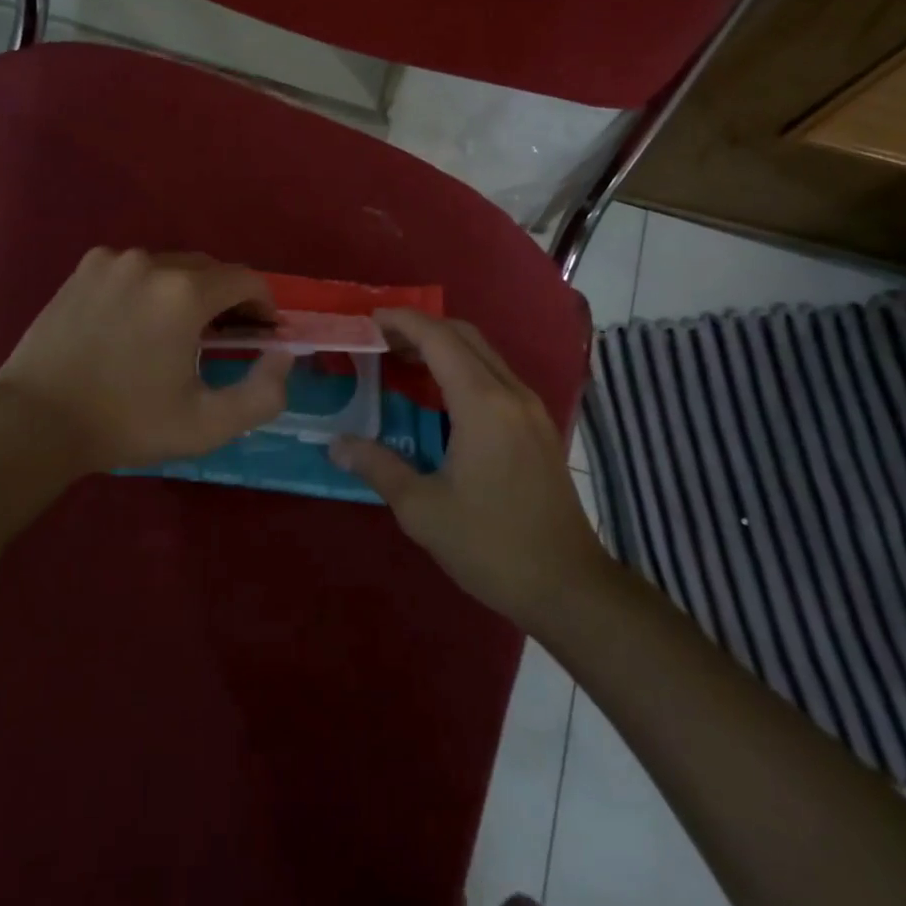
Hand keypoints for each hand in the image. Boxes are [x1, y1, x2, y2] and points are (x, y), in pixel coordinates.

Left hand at [0, 247, 292, 473]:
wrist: (35, 420)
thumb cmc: (126, 423)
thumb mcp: (207, 424)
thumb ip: (263, 392)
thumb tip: (283, 355)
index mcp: (185, 293)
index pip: (247, 279)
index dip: (263, 305)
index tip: (261, 333)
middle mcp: (152, 262)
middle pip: (210, 269)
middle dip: (227, 298)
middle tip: (224, 337)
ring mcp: (114, 260)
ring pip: (171, 266)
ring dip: (187, 291)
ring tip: (176, 332)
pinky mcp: (85, 267)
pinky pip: (135, 268)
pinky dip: (148, 287)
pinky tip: (134, 322)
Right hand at [330, 309, 605, 626]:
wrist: (569, 586)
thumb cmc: (491, 546)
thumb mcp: (422, 510)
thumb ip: (378, 467)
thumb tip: (336, 445)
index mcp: (482, 403)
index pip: (438, 338)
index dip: (402, 321)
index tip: (368, 319)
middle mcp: (510, 392)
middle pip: (463, 335)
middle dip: (420, 327)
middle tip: (380, 340)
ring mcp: (530, 407)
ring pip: (483, 352)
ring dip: (443, 346)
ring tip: (402, 360)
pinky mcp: (538, 425)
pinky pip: (495, 375)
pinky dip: (463, 366)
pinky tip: (440, 395)